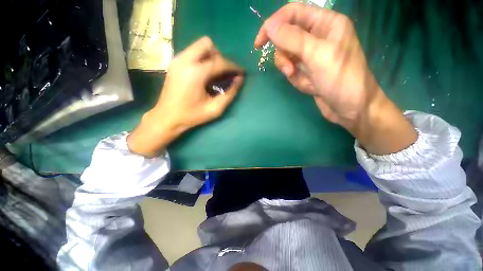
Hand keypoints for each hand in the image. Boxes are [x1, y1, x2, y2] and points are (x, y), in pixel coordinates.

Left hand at [128, 37, 243, 156]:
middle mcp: (185, 60)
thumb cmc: (192, 115)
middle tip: (224, 73)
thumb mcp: (215, 109)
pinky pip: (193, 52)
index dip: (233, 67)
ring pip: (199, 46)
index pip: (220, 62)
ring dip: (211, 57)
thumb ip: (230, 93)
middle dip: (220, 57)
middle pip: (208, 45)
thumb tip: (240, 79)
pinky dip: (202, 59)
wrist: (167, 117)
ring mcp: (177, 59)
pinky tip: (204, 74)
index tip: (241, 73)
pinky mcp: (174, 62)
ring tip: (214, 74)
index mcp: (196, 73)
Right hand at [255, 3, 415, 153]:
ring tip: (301, 80)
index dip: (274, 24)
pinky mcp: (308, 71)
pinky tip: (310, 87)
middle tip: (289, 70)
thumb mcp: (317, 56)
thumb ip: (293, 39)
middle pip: (287, 37)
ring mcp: (312, 56)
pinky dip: (297, 80)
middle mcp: (318, 36)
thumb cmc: (341, 79)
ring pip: (288, 56)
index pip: (293, 13)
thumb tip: (269, 27)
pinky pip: (293, 71)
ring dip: (290, 69)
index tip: (259, 42)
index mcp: (326, 23)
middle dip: (285, 55)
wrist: (351, 109)